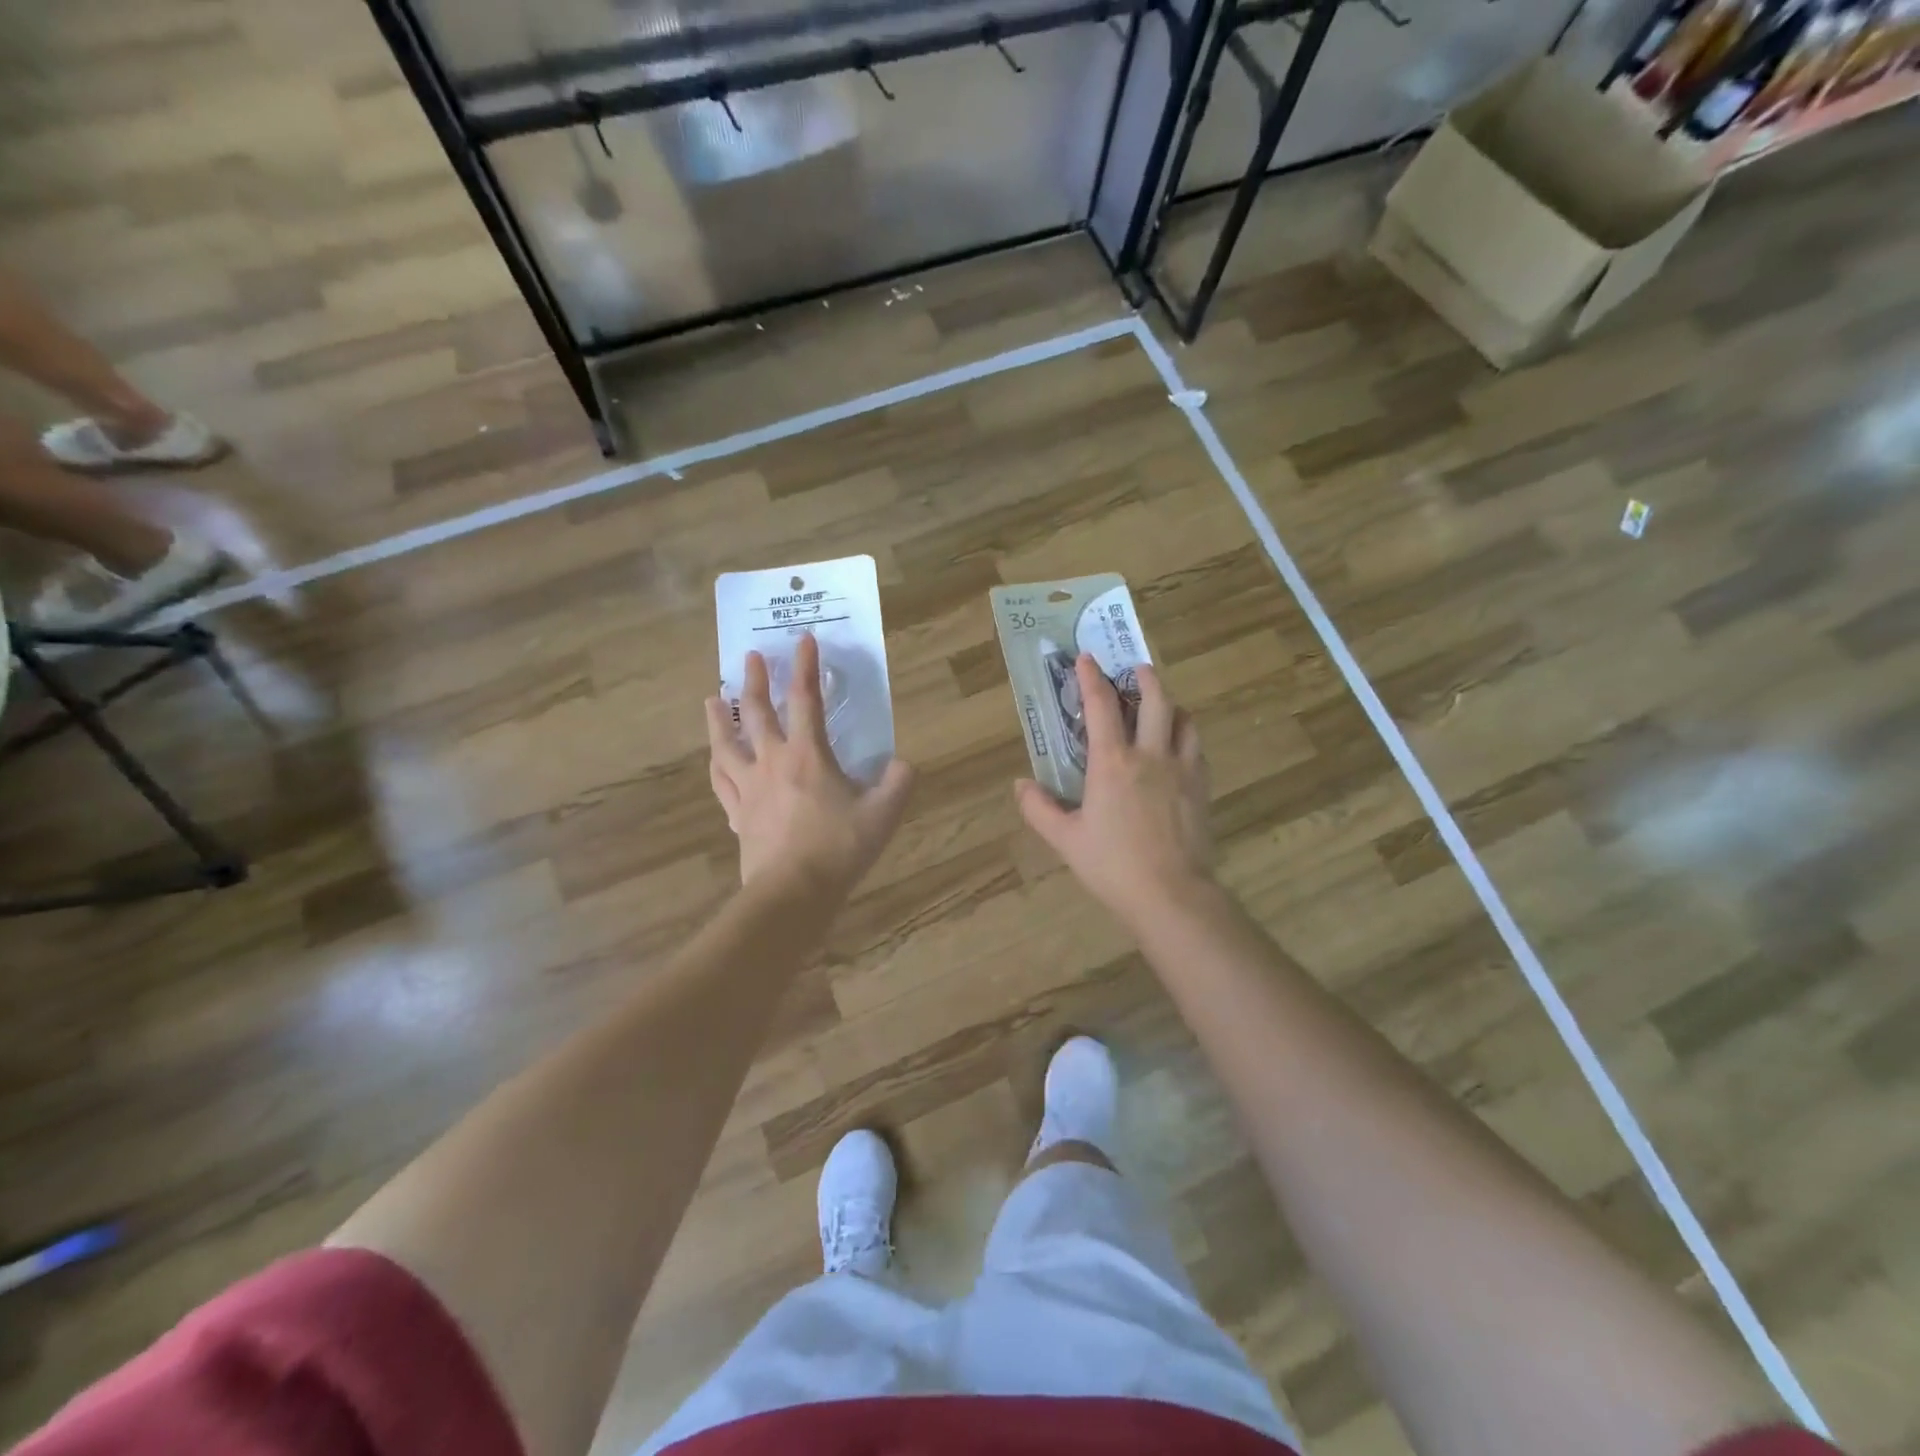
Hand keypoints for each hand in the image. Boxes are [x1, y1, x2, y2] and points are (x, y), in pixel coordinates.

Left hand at [706, 633, 914, 898]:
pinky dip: (716, 764)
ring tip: (712, 698)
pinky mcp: (737, 814)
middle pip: (756, 712)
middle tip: (750, 657)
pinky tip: (714, 758)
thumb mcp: (884, 814)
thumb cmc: (840, 848)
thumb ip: (898, 782)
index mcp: (808, 754)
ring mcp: (748, 787)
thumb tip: (902, 764)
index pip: (805, 699)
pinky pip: (720, 781)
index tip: (804, 640)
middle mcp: (772, 761)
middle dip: (754, 680)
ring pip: (726, 743)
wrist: (793, 892)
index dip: (806, 666)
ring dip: (719, 717)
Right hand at [1015, 656, 1214, 928]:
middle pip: (1156, 700)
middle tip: (1136, 669)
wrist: (1171, 894)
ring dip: (1171, 705)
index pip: (1101, 706)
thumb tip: (1021, 785)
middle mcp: (1150, 755)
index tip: (1087, 658)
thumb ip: (1039, 809)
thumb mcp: (1065, 840)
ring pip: (1184, 720)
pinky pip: (1196, 749)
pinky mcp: (1202, 788)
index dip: (1092, 677)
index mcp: (1112, 763)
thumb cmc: (1112, 866)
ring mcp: (1182, 770)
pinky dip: (1185, 737)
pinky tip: (1178, 748)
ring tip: (1161, 706)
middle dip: (1146, 677)